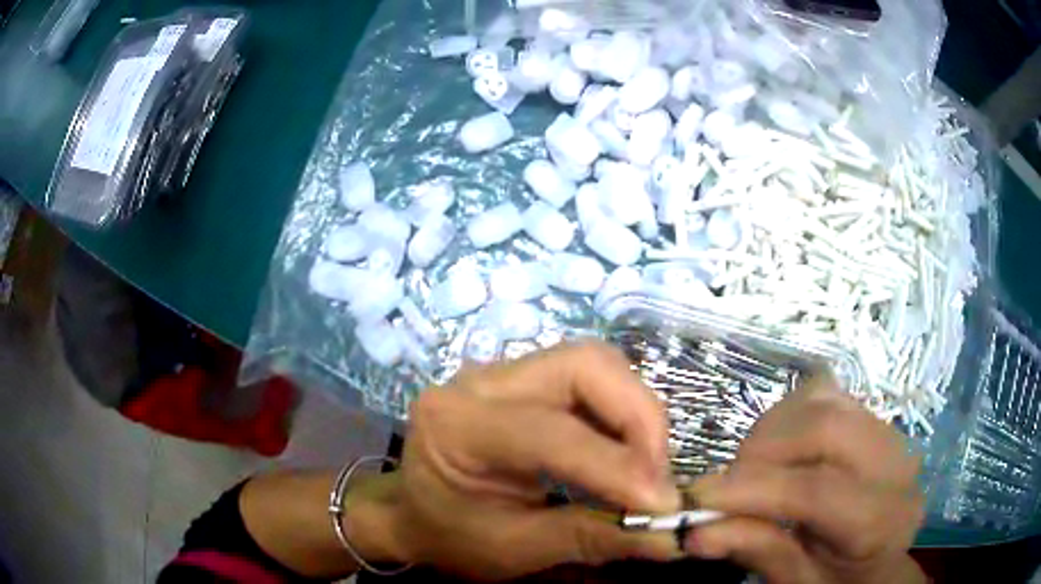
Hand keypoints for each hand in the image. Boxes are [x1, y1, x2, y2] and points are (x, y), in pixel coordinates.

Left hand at [384, 343, 683, 579]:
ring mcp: (503, 373)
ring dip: (635, 412)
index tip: (665, 504)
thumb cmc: (450, 537)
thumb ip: (591, 539)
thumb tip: (671, 536)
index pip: (553, 433)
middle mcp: (480, 382)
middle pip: (585, 365)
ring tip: (644, 467)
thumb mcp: (514, 550)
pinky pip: (590, 378)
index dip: (618, 466)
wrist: (412, 512)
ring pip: (594, 364)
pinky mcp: (525, 378)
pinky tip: (624, 452)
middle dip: (638, 417)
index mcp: (457, 427)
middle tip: (657, 475)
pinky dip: (621, 412)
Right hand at [686, 373, 926, 583]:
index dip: (754, 490)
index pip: (818, 490)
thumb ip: (758, 551)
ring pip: (823, 401)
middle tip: (726, 484)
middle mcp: (894, 464)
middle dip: (762, 450)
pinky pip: (826, 395)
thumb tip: (697, 532)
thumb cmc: (837, 579)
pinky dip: (790, 414)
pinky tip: (780, 449)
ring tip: (752, 470)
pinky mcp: (873, 415)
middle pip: (825, 428)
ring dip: (773, 430)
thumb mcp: (797, 581)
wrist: (879, 559)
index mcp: (880, 521)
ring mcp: (888, 431)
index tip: (698, 497)